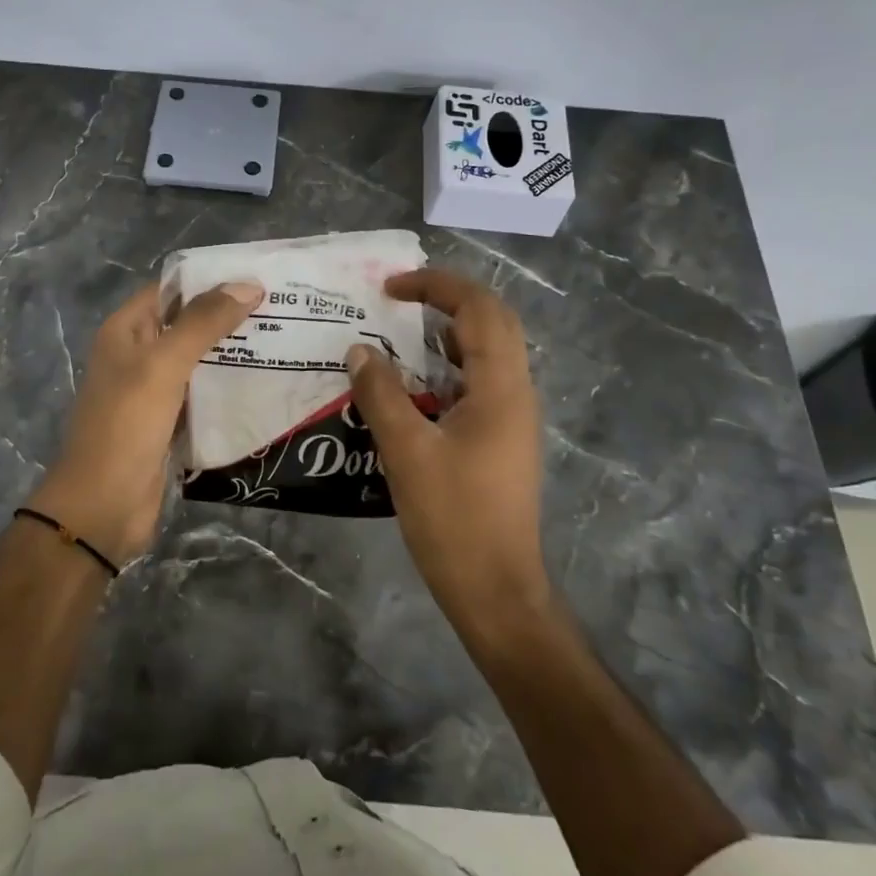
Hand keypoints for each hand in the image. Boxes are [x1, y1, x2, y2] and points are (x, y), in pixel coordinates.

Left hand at [27, 280, 261, 566]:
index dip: (210, 280)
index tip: (258, 277)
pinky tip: (265, 381)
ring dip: (233, 352)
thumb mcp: (164, 365)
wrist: (103, 506)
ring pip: (198, 360)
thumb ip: (203, 322)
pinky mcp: (169, 422)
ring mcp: (153, 390)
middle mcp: (138, 354)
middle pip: (187, 323)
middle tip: (282, 308)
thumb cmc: (126, 425)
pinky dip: (227, 387)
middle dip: (229, 316)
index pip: (171, 289)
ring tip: (283, 339)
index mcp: (126, 331)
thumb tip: (248, 284)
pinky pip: (202, 394)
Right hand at [345, 268, 550, 635]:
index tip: (390, 288)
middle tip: (396, 301)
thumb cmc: (454, 519)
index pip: (479, 308)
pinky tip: (408, 389)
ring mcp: (511, 418)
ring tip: (397, 336)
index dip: (436, 285)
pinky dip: (444, 370)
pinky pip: (476, 385)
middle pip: (491, 322)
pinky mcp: (500, 441)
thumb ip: (381, 395)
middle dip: (445, 300)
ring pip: (485, 354)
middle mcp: (515, 393)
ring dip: (445, 335)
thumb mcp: (407, 452)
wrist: (496, 590)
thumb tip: (359, 350)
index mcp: (501, 388)